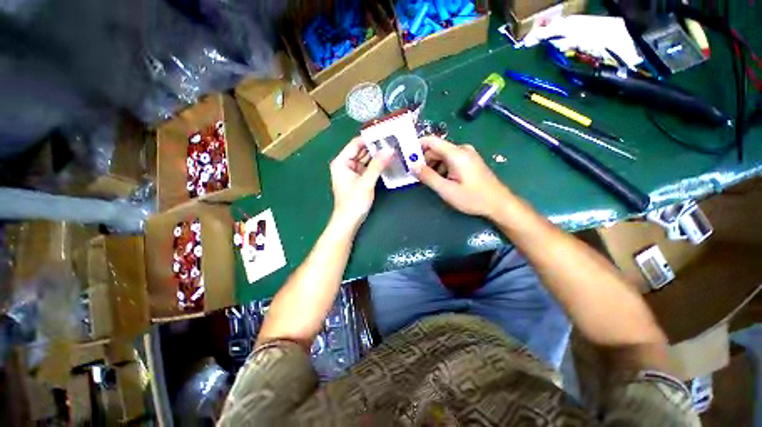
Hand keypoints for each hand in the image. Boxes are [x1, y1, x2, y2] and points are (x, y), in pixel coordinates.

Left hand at [330, 137, 392, 226]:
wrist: (349, 221)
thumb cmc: (353, 202)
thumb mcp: (366, 182)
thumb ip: (378, 165)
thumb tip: (390, 149)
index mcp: (342, 162)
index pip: (356, 143)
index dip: (370, 138)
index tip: (385, 133)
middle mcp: (345, 164)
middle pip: (361, 150)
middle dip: (375, 147)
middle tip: (393, 140)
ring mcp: (352, 172)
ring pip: (366, 159)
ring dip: (377, 156)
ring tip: (392, 148)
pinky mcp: (358, 179)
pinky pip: (368, 168)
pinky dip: (376, 165)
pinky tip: (387, 161)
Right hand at [413, 136, 510, 217]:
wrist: (499, 203)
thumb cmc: (473, 198)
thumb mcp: (447, 190)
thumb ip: (428, 177)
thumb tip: (413, 165)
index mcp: (456, 153)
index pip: (431, 141)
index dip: (417, 146)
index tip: (406, 156)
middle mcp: (462, 149)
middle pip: (436, 149)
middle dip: (424, 160)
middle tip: (416, 175)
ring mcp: (467, 154)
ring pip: (442, 156)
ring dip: (433, 166)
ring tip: (429, 181)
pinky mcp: (469, 160)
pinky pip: (450, 160)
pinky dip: (441, 168)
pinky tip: (441, 181)